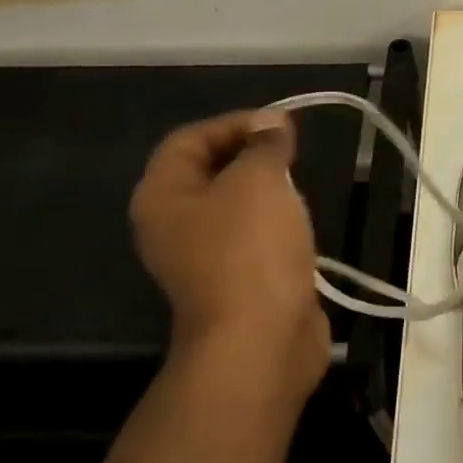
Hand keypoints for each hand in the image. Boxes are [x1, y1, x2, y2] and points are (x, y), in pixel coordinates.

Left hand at [129, 110, 328, 412]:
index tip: (280, 123)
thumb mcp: (259, 180)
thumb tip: (272, 123)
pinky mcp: (234, 283)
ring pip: (232, 207)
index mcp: (162, 196)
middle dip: (250, 154)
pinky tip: (301, 223)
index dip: (233, 123)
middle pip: (208, 172)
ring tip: (299, 181)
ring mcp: (202, 258)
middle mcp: (172, 226)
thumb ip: (264, 145)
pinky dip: (274, 224)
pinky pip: (251, 239)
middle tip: (291, 150)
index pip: (189, 139)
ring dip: (265, 190)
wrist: (260, 340)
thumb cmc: (250, 249)